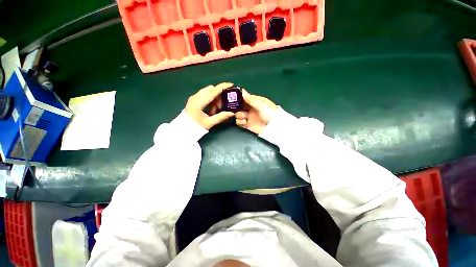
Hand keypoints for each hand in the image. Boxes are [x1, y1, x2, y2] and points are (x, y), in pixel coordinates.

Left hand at [185, 83, 234, 129]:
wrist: (183, 129)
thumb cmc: (195, 126)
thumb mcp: (209, 122)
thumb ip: (221, 117)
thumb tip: (232, 113)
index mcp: (199, 102)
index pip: (213, 91)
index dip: (223, 87)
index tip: (231, 84)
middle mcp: (196, 97)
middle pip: (211, 90)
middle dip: (218, 96)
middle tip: (221, 107)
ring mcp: (194, 97)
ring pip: (208, 93)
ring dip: (214, 100)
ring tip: (214, 111)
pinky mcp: (194, 99)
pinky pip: (205, 96)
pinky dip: (210, 101)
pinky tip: (211, 110)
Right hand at [235, 90, 277, 134]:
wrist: (273, 128)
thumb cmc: (270, 114)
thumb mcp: (262, 105)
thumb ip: (251, 99)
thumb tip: (243, 92)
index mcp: (256, 102)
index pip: (245, 97)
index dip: (239, 97)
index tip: (233, 97)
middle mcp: (251, 108)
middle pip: (240, 106)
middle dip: (236, 107)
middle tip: (235, 108)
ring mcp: (249, 117)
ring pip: (238, 114)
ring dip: (238, 114)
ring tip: (243, 116)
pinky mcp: (247, 125)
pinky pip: (239, 122)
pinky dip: (239, 121)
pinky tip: (244, 122)